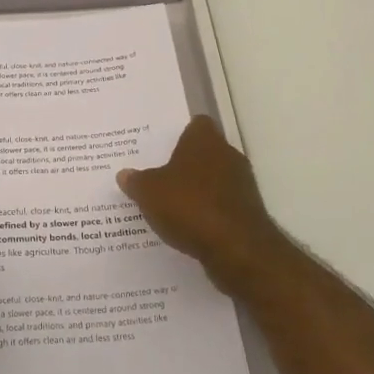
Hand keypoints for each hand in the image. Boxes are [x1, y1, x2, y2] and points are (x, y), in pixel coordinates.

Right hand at [117, 115, 291, 295]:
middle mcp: (228, 155)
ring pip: (214, 180)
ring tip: (170, 204)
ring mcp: (242, 184)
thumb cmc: (189, 206)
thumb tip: (125, 174)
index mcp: (204, 140)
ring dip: (197, 190)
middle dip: (186, 164)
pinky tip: (188, 226)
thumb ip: (136, 181)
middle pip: (205, 152)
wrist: (237, 249)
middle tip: (159, 176)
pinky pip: (221, 205)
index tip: (163, 146)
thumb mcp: (149, 192)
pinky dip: (208, 212)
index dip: (181, 133)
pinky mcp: (248, 212)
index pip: (196, 124)